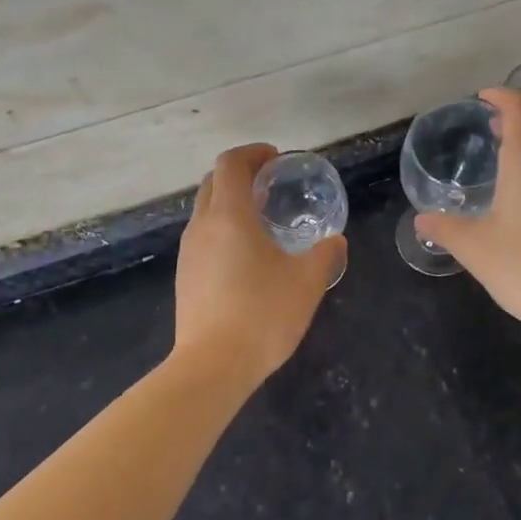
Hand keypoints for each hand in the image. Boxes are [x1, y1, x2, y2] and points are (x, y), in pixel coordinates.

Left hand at [173, 144, 346, 384]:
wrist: (212, 366)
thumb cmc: (262, 314)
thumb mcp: (307, 282)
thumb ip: (324, 254)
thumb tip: (335, 240)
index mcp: (230, 216)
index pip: (230, 163)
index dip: (253, 153)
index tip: (276, 159)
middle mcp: (202, 226)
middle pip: (213, 182)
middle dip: (240, 173)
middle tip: (271, 184)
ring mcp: (188, 253)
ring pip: (205, 210)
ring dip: (230, 201)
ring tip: (261, 219)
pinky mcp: (184, 277)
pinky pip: (203, 236)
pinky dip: (222, 228)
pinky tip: (246, 255)